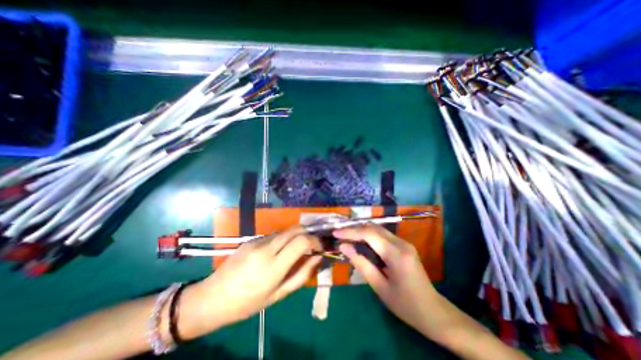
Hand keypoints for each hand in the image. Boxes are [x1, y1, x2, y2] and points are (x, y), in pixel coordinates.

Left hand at [189, 226, 320, 332]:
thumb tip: (317, 258)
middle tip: (311, 244)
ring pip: (285, 230)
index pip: (301, 241)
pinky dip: (282, 239)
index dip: (315, 241)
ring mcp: (257, 241)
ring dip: (295, 236)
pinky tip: (277, 251)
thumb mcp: (279, 295)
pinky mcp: (250, 239)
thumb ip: (302, 274)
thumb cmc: (248, 303)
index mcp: (273, 267)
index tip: (319, 247)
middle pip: (295, 229)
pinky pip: (273, 235)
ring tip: (294, 249)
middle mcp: (266, 248)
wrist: (212, 298)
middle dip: (308, 233)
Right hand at [337, 225, 440, 337]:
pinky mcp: (404, 245)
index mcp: (396, 254)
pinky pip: (383, 235)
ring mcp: (404, 242)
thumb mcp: (380, 287)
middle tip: (339, 234)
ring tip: (346, 237)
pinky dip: (369, 236)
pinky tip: (361, 242)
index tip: (335, 233)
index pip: (369, 234)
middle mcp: (401, 243)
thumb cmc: (406, 305)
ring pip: (378, 229)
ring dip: (361, 231)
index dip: (350, 232)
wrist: (434, 312)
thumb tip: (344, 247)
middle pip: (374, 228)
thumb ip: (361, 264)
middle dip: (354, 229)